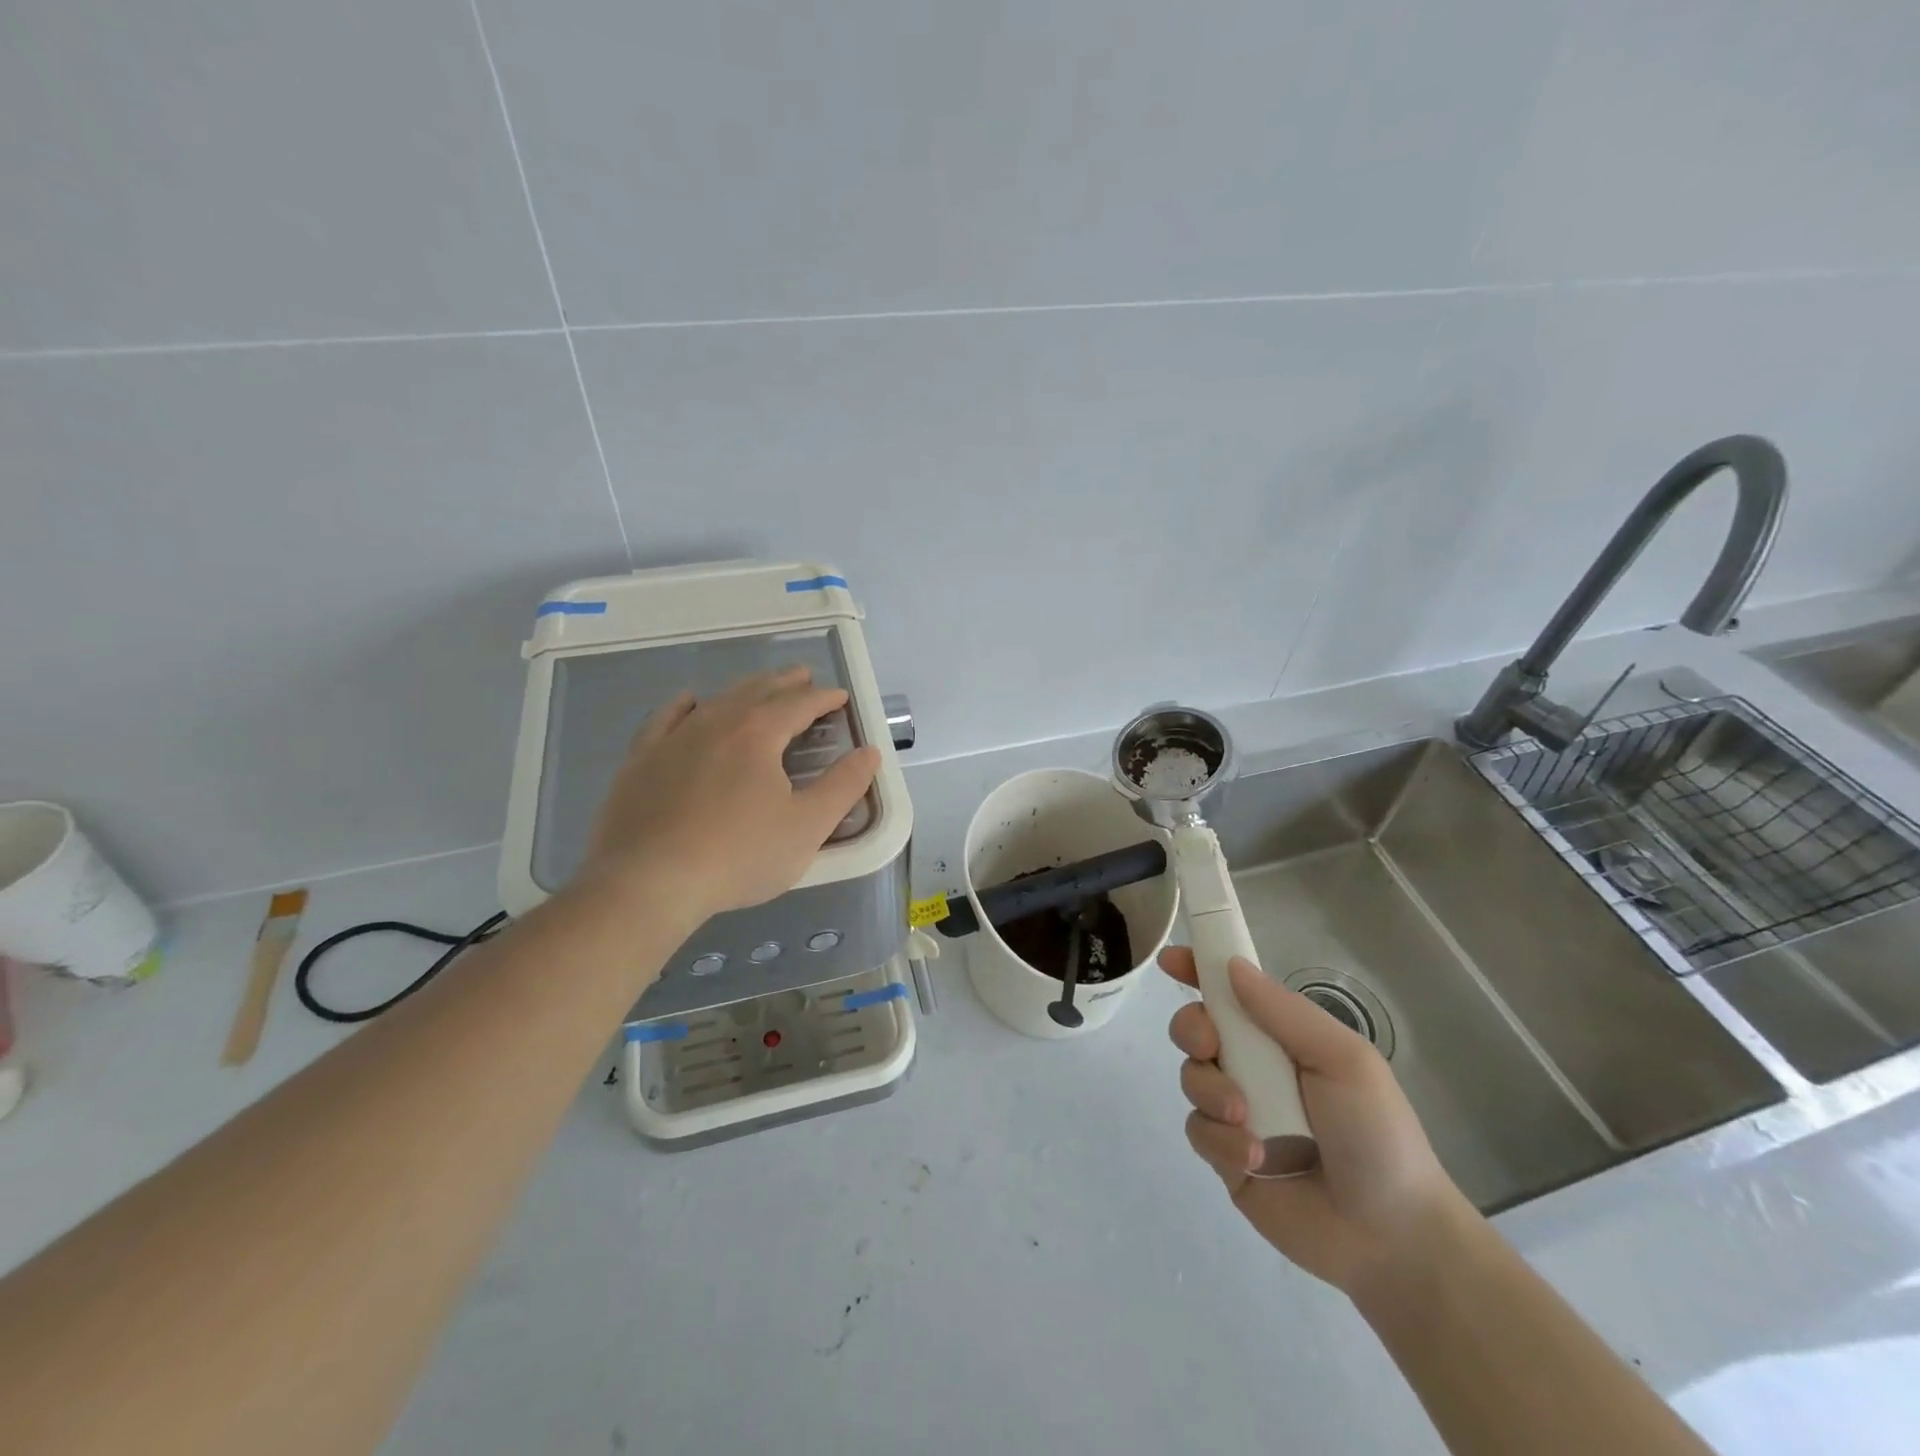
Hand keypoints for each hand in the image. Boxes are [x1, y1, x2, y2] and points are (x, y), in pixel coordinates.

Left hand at [577, 667, 881, 922]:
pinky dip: (685, 705)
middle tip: (804, 677)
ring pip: (717, 700)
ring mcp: (674, 738)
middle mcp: (717, 722)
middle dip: (786, 683)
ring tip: (760, 688)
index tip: (840, 697)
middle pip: (758, 692)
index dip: (824, 698)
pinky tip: (690, 701)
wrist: (648, 882)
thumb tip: (870, 752)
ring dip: (745, 690)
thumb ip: (844, 786)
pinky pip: (666, 718)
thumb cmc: (739, 856)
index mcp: (758, 733)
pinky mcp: (642, 759)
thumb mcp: (807, 827)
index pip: (799, 704)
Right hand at [1160, 948, 1468, 1295]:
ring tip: (1245, 1119)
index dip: (1198, 970)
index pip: (1230, 992)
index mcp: (1282, 1037)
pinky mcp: (1225, 1155)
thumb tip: (1230, 966)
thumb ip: (1284, 1011)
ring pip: (1191, 1077)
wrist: (1391, 1236)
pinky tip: (1255, 1159)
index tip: (1171, 960)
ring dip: (1211, 1090)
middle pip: (1195, 1028)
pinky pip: (1197, 1129)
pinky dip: (1220, 1139)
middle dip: (1192, 1029)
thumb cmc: (1376, 1133)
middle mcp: (1253, 1067)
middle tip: (1211, 1046)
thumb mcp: (1342, 1059)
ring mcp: (1236, 1112)